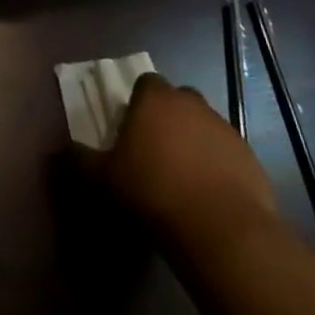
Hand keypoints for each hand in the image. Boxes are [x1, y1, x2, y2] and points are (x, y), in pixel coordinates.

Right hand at [98, 73, 276, 244]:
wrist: (222, 231)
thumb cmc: (153, 192)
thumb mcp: (103, 178)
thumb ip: (81, 159)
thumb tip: (63, 150)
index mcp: (155, 99)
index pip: (146, 83)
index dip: (139, 102)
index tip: (133, 128)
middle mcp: (192, 104)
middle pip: (179, 101)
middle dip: (170, 119)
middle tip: (157, 151)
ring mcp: (226, 130)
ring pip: (205, 127)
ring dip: (196, 143)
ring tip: (185, 178)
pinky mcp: (252, 159)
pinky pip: (228, 155)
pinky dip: (220, 168)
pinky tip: (210, 196)